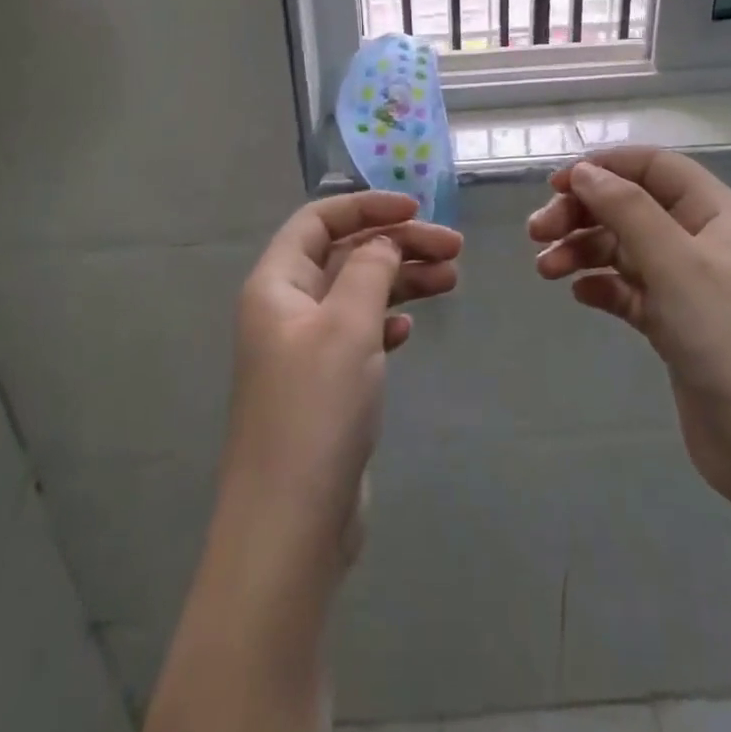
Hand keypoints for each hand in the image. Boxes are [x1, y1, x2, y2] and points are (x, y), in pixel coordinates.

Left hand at [218, 190, 461, 582]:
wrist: (291, 525)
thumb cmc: (316, 409)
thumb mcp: (347, 325)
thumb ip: (370, 270)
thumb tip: (383, 240)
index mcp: (276, 284)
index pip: (319, 221)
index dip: (366, 206)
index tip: (416, 208)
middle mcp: (285, 309)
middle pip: (344, 255)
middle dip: (396, 244)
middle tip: (454, 248)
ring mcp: (304, 350)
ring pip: (357, 294)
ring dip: (401, 281)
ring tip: (452, 278)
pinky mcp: (324, 386)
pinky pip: (358, 334)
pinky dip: (386, 322)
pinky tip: (411, 329)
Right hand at [528, 147, 730, 509]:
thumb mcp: (677, 264)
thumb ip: (627, 210)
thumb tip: (584, 170)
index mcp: (718, 215)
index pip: (656, 167)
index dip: (605, 166)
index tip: (556, 184)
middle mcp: (705, 243)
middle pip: (633, 208)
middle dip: (583, 213)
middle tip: (537, 232)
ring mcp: (691, 288)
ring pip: (626, 250)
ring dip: (583, 251)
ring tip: (545, 270)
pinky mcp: (678, 329)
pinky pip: (630, 292)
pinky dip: (602, 287)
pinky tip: (580, 295)